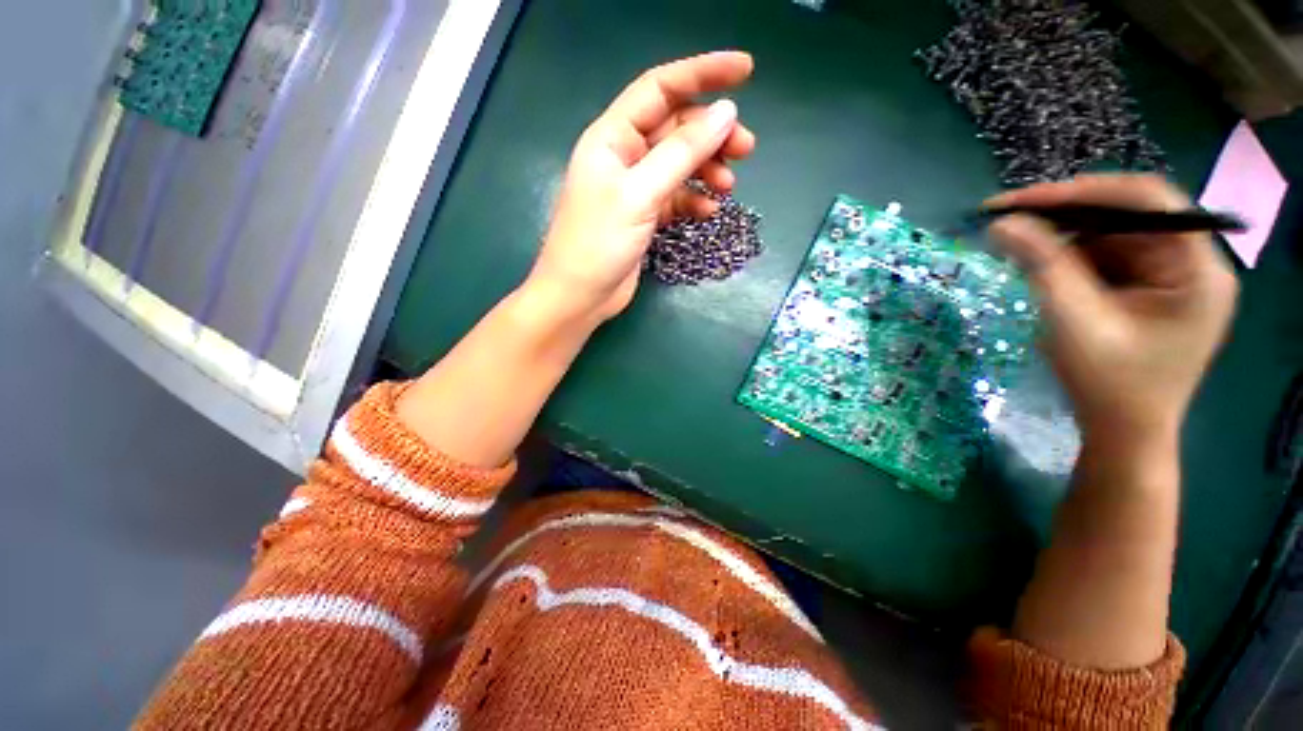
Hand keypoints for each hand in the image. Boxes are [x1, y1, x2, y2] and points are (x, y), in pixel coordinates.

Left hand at [524, 51, 756, 322]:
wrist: (580, 297)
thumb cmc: (598, 244)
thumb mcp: (640, 195)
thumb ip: (681, 154)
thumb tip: (725, 114)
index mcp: (612, 137)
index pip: (661, 88)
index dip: (702, 74)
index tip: (745, 72)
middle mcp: (623, 156)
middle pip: (675, 129)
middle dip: (711, 135)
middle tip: (746, 150)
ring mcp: (634, 189)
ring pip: (678, 165)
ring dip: (706, 169)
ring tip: (728, 187)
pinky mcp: (643, 216)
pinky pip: (675, 197)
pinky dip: (694, 200)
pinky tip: (708, 210)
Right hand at [989, 174, 1237, 441]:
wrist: (1123, 433)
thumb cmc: (1110, 386)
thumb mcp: (1075, 323)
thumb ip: (1043, 267)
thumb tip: (1001, 223)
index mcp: (1197, 269)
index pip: (1148, 201)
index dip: (1084, 192)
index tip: (1022, 201)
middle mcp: (1190, 262)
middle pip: (1128, 215)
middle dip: (1066, 213)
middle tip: (1007, 217)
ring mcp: (1169, 276)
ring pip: (1112, 234)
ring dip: (1062, 236)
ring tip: (1014, 243)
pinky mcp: (1147, 288)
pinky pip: (1105, 256)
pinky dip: (1068, 256)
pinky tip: (1037, 264)